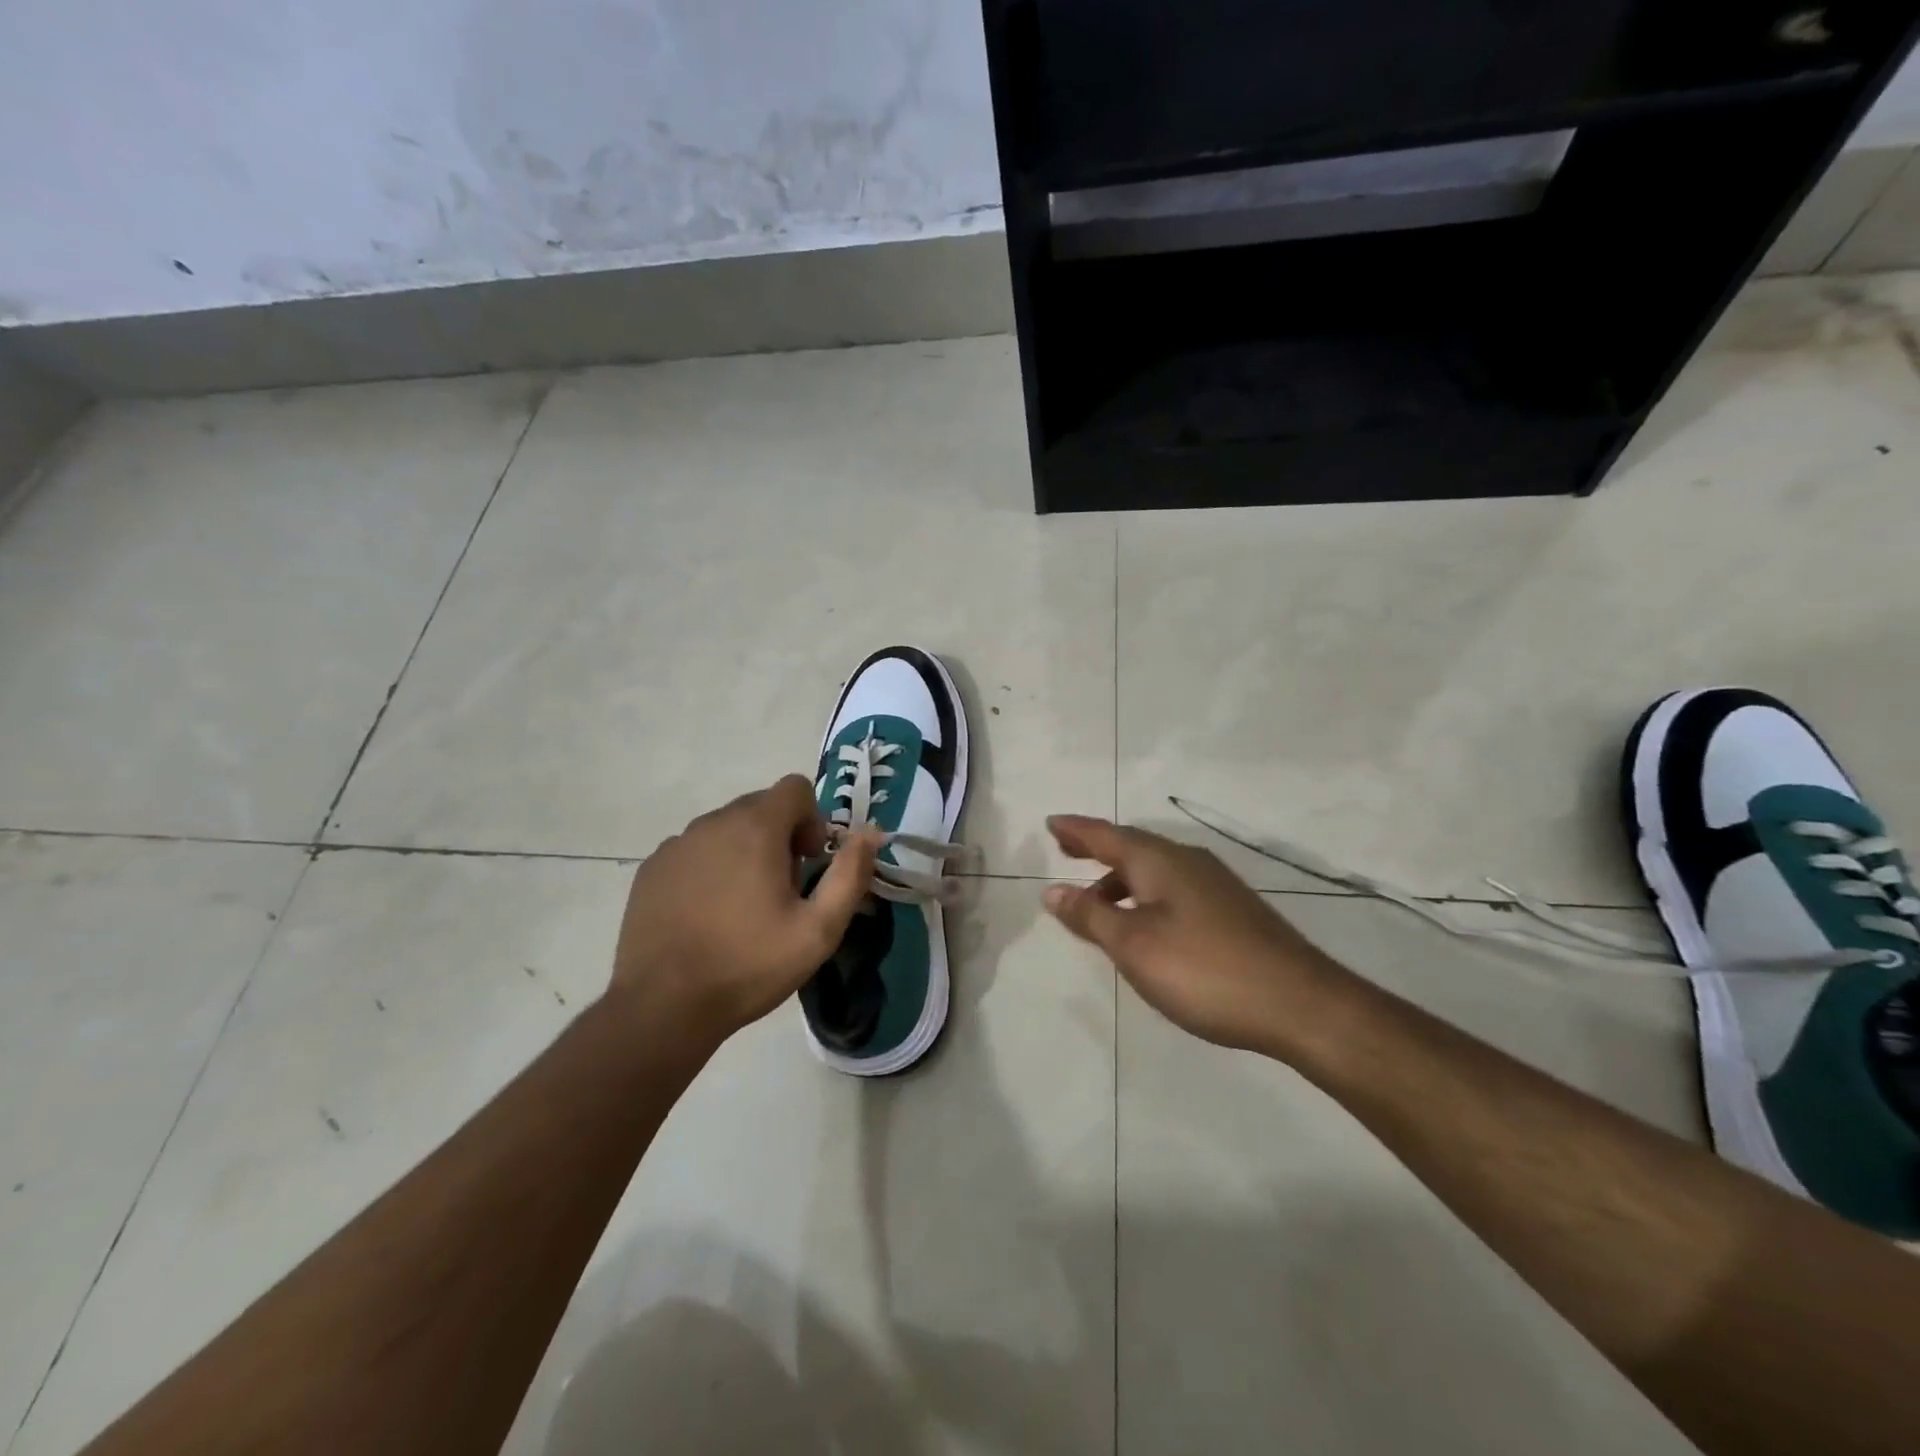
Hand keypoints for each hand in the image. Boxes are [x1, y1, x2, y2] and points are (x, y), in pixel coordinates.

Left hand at [609, 776, 879, 1050]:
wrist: (664, 1006)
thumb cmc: (750, 965)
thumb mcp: (819, 929)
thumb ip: (851, 873)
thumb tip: (871, 833)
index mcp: (756, 828)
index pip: (795, 788)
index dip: (812, 819)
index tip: (809, 863)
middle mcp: (713, 822)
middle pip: (760, 806)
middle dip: (780, 837)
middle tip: (782, 890)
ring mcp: (677, 844)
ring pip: (726, 828)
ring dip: (744, 851)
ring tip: (744, 906)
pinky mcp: (652, 868)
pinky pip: (694, 850)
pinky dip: (710, 867)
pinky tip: (709, 914)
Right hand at [1043, 816, 1346, 1055]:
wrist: (1300, 1003)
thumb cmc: (1204, 970)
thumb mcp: (1134, 945)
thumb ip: (1090, 916)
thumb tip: (1052, 890)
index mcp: (1160, 861)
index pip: (1106, 835)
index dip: (1076, 830)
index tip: (1050, 823)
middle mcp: (1188, 862)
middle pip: (1132, 847)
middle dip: (1096, 849)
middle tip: (1066, 850)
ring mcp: (1215, 885)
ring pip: (1155, 870)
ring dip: (1120, 878)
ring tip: (1096, 902)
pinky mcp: (1232, 911)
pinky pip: (1173, 889)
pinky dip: (1145, 895)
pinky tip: (1146, 925)